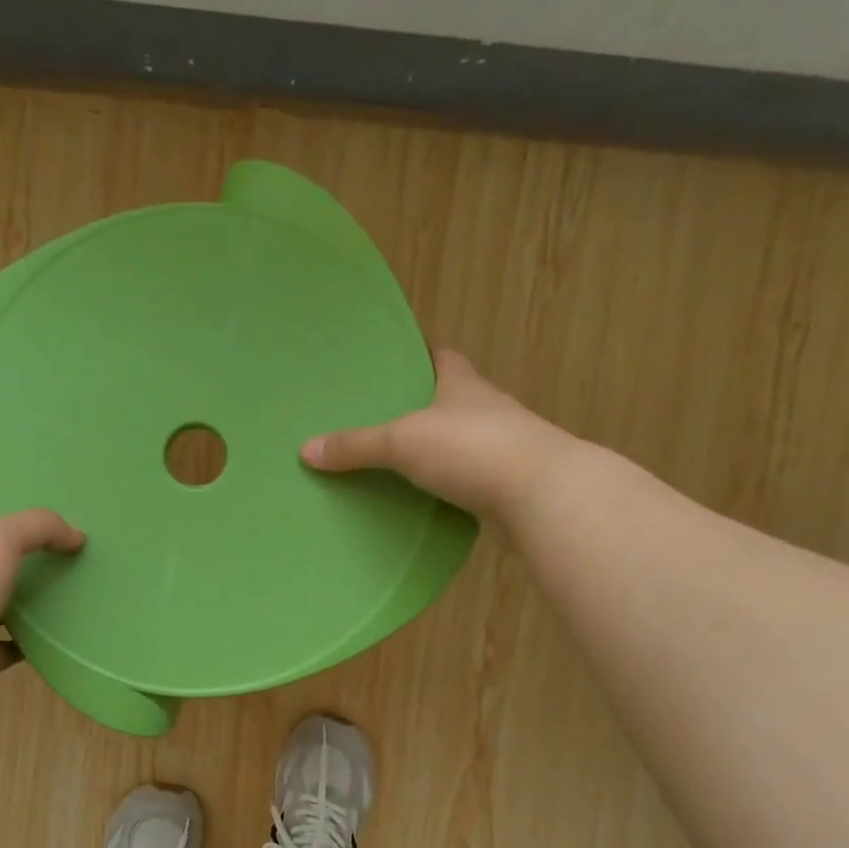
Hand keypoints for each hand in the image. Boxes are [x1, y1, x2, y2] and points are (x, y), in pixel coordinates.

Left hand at [0, 510, 84, 708]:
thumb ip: (39, 527)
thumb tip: (77, 535)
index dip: (6, 533)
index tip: (45, 535)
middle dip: (19, 571)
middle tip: (64, 566)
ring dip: (25, 608)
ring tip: (67, 600)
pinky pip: (9, 648)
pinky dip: (29, 644)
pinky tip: (57, 637)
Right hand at [300, 349, 565, 519]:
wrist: (543, 496)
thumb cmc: (472, 449)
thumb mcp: (403, 442)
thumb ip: (356, 446)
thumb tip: (305, 450)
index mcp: (463, 384)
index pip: (443, 356)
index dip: (421, 352)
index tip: (397, 355)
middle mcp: (487, 409)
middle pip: (452, 398)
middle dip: (423, 403)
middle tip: (381, 413)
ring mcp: (502, 448)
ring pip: (462, 441)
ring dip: (438, 447)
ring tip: (396, 458)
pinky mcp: (506, 485)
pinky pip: (468, 478)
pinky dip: (448, 484)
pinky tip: (424, 496)